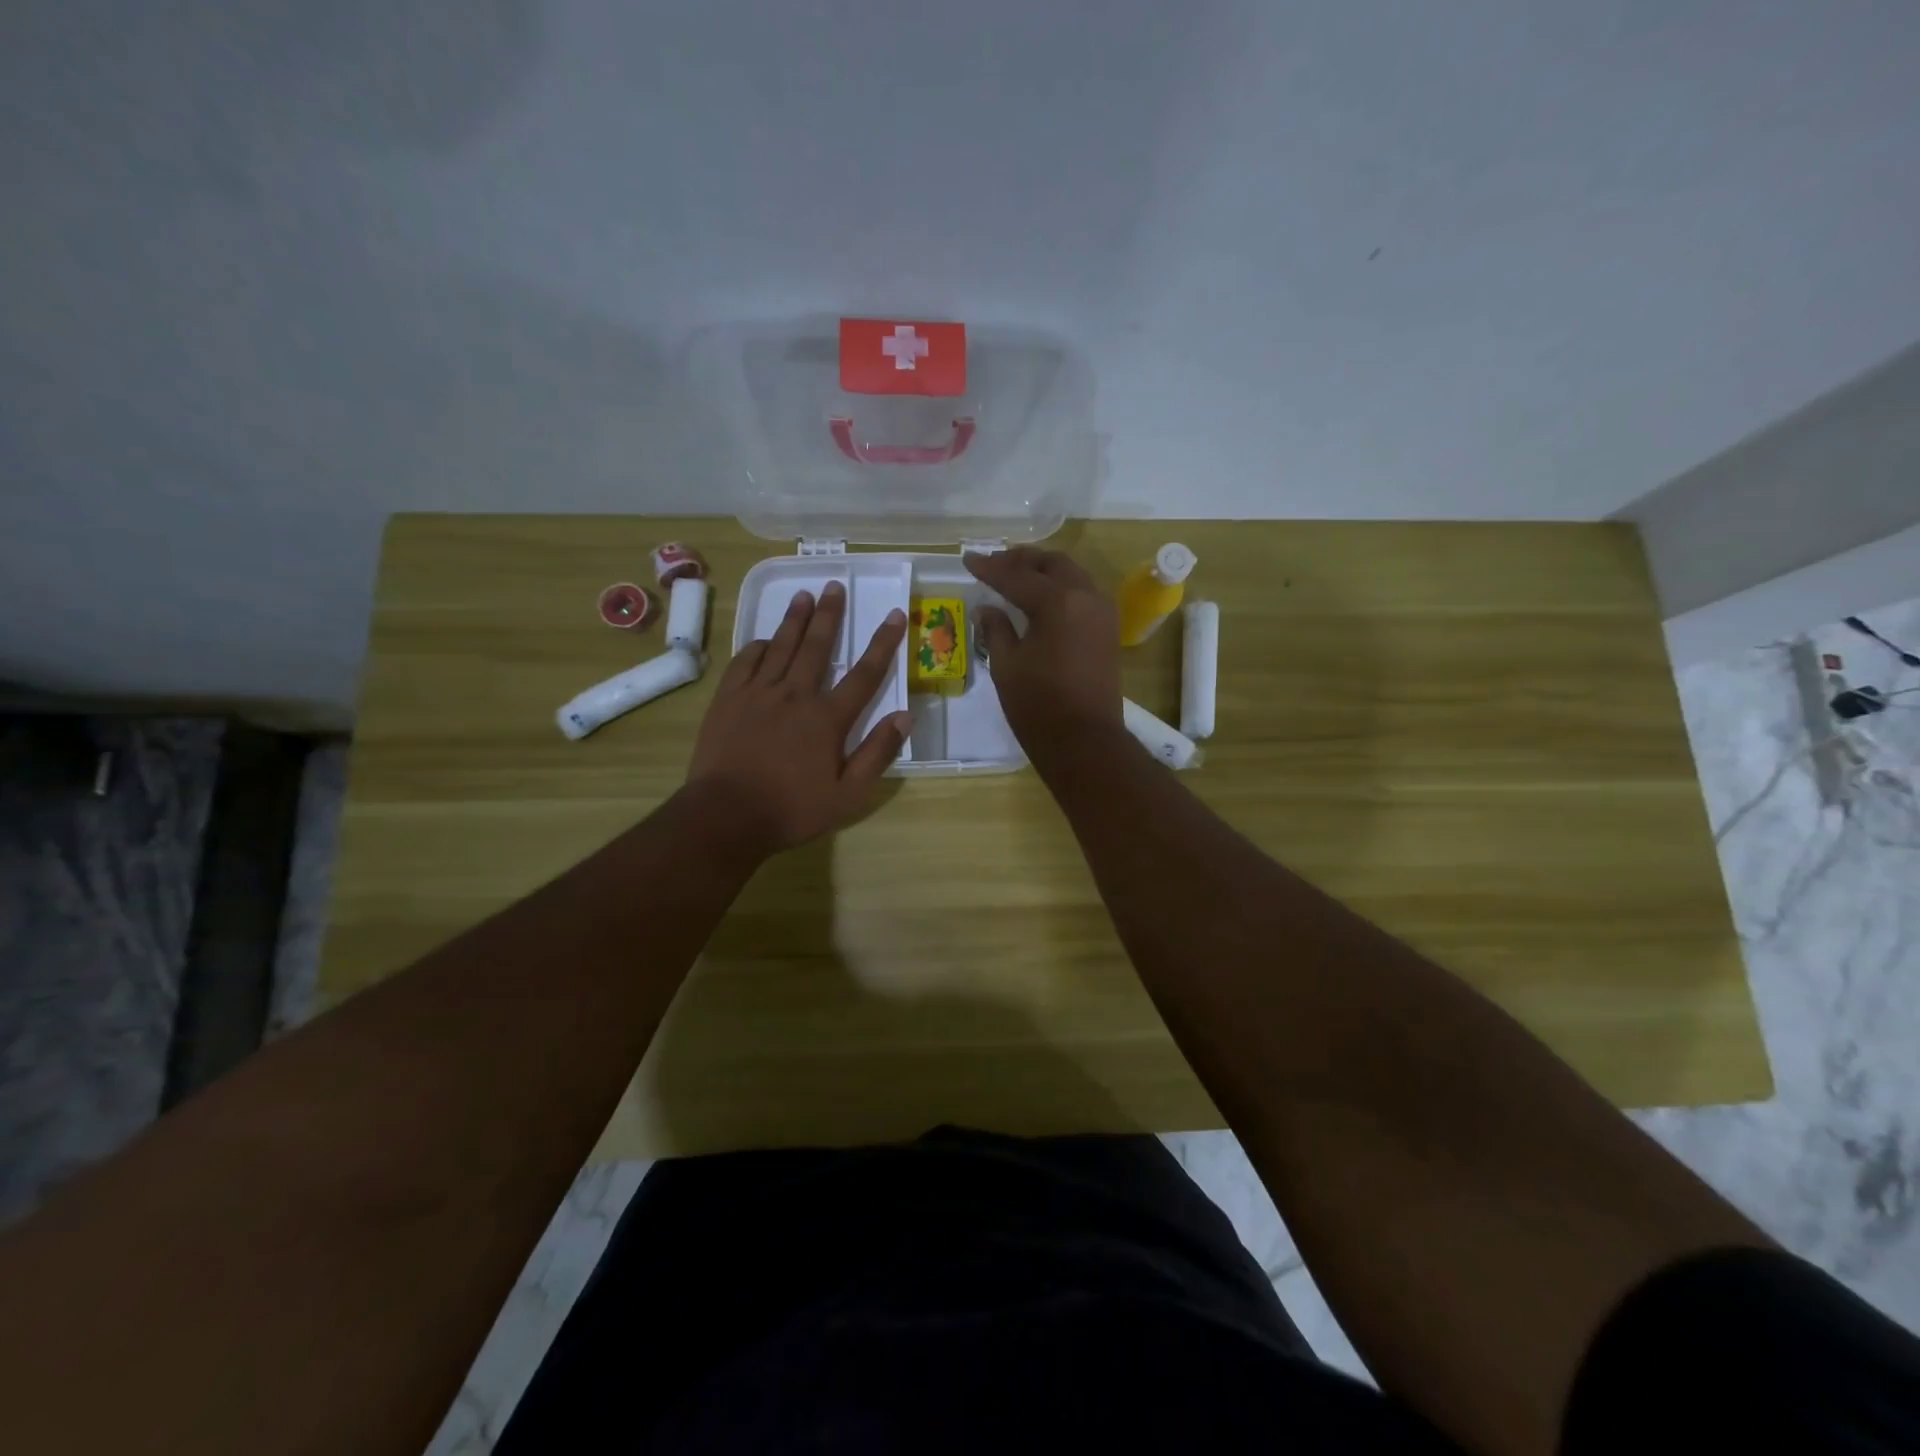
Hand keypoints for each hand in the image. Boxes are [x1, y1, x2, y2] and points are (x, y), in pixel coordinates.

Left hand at [687, 581, 910, 856]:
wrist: (726, 816)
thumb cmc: (792, 809)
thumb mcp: (848, 795)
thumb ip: (878, 753)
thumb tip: (905, 716)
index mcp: (828, 718)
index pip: (865, 674)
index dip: (883, 643)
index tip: (894, 615)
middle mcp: (795, 695)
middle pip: (817, 646)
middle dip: (830, 615)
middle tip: (835, 585)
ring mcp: (758, 694)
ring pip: (780, 646)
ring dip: (794, 619)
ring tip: (804, 595)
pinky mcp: (728, 700)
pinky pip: (745, 662)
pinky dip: (757, 646)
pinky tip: (763, 639)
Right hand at [963, 547, 1121, 760]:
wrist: (1085, 741)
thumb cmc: (1039, 705)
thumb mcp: (1007, 666)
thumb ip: (996, 629)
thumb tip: (987, 608)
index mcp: (1058, 602)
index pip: (1017, 576)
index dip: (989, 568)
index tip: (968, 559)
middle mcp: (1086, 597)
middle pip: (1051, 564)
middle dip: (1021, 560)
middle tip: (995, 563)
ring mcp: (1102, 612)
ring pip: (1071, 575)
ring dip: (1043, 570)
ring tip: (1016, 575)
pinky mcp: (1108, 630)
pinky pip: (1083, 593)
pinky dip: (1060, 587)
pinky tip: (1041, 598)